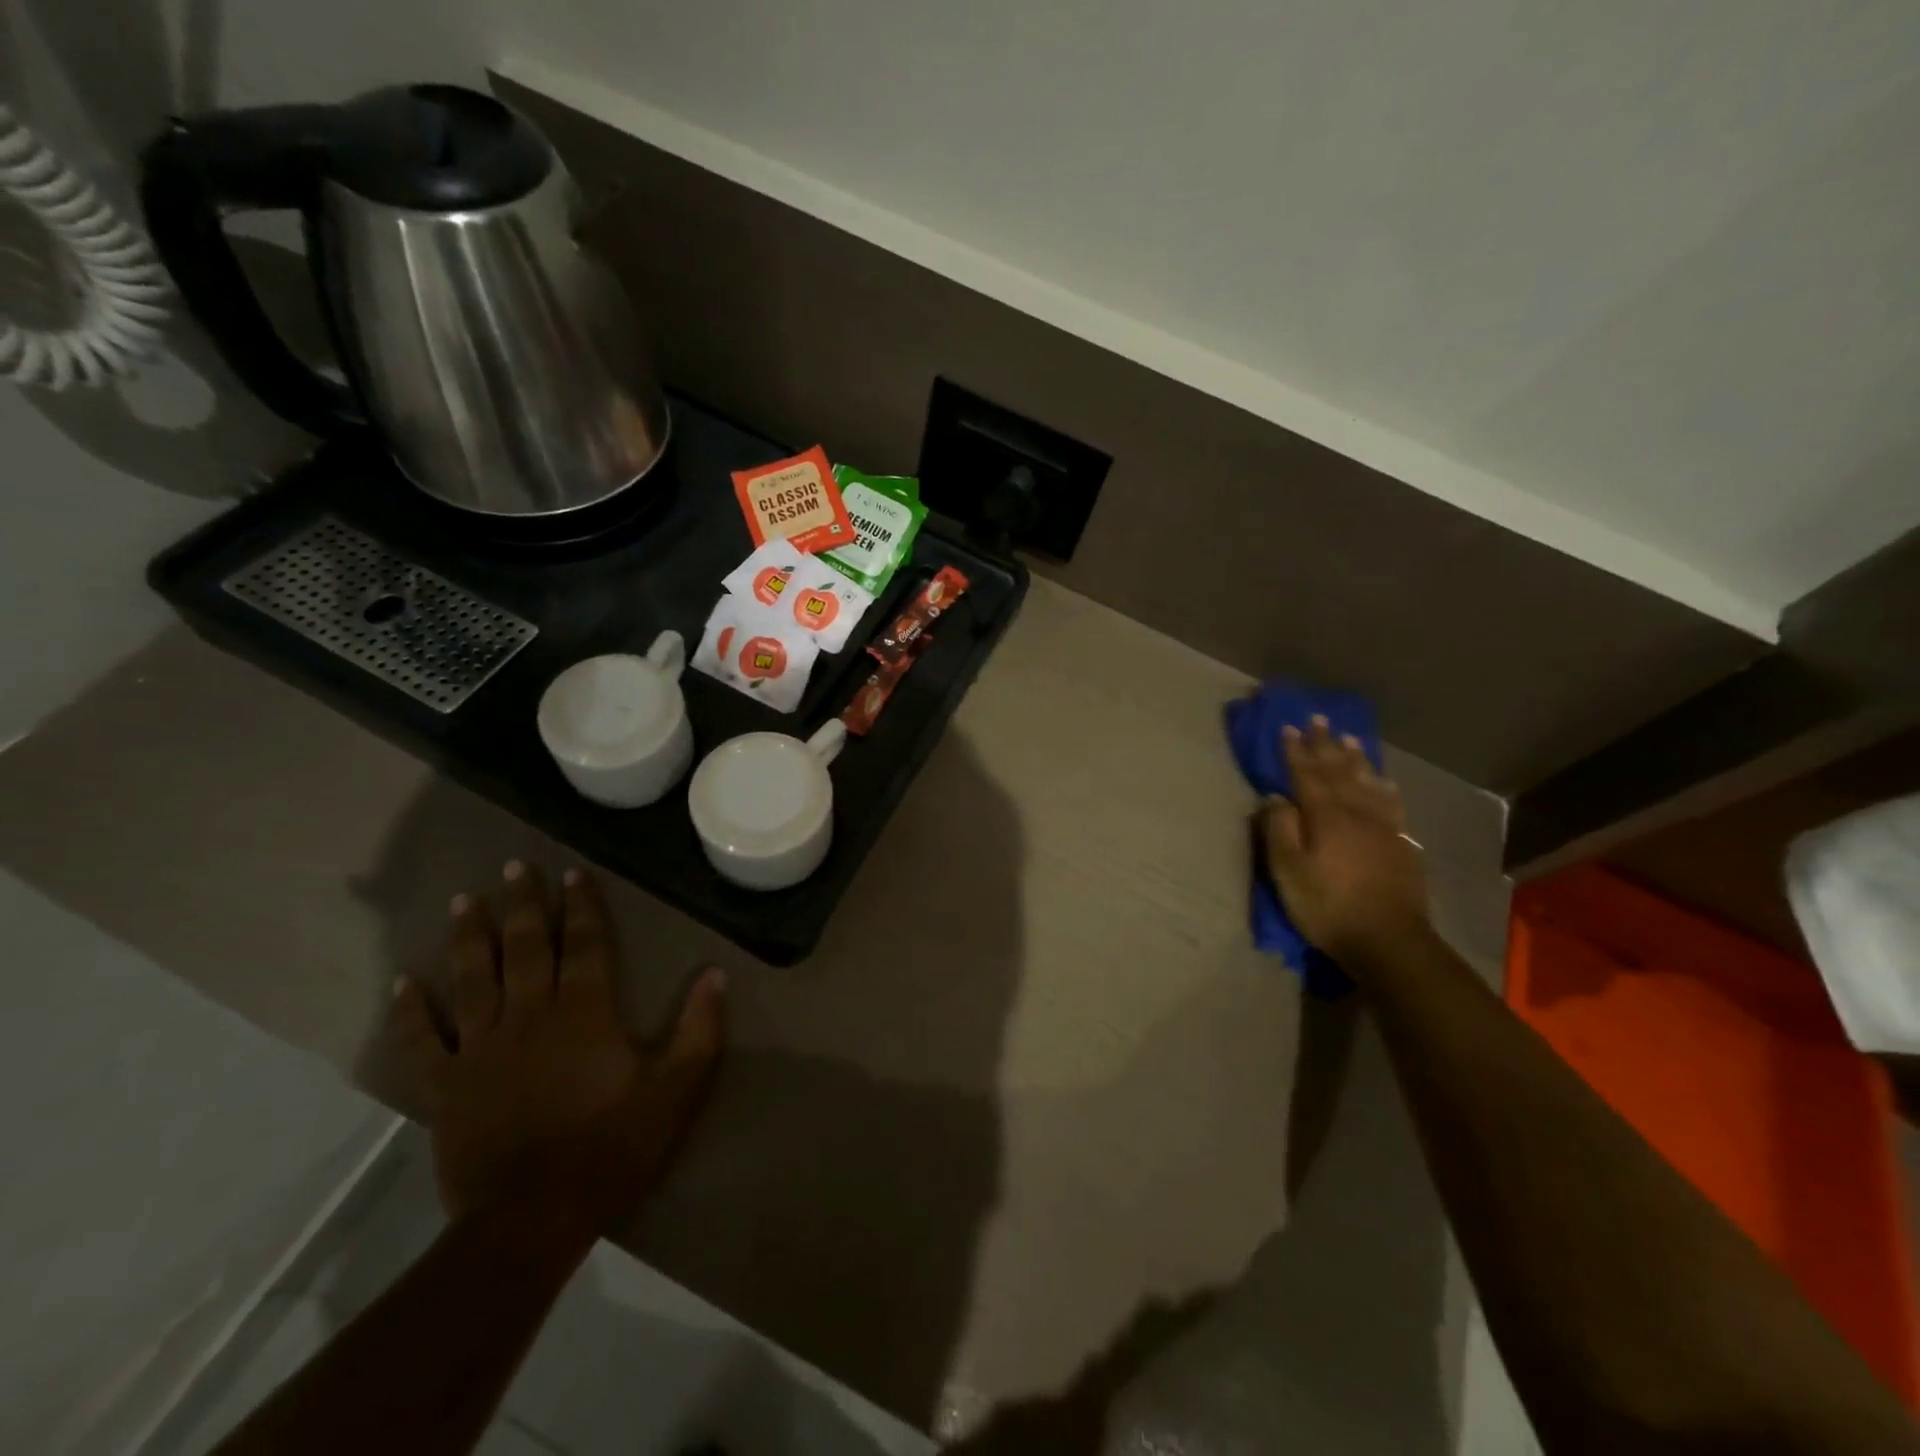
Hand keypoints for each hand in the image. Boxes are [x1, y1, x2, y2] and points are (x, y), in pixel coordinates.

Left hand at [393, 862, 725, 1233]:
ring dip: (467, 937)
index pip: (583, 945)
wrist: (531, 1220)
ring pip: (471, 980)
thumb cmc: (611, 1149)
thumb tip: (716, 974)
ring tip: (461, 901)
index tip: (573, 874)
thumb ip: (699, 1030)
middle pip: (523, 949)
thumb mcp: (676, 1090)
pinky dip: (410, 1011)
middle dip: (521, 905)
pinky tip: (403, 982)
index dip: (580, 907)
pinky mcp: (446, 1087)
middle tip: (513, 867)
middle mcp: (528, 1017)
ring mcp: (480, 1050)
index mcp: (583, 1013)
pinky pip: (422, 1042)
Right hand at [1260, 717, 1429, 963]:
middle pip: (1338, 771)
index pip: (1306, 775)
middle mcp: (1356, 813)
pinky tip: (1384, 781)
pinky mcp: (1401, 844)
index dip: (1295, 751)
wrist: (1389, 940)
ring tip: (1349, 738)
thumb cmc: (1328, 906)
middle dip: (1326, 745)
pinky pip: (1392, 804)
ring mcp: (1383, 828)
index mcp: (1325, 817)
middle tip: (1318, 719)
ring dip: (1356, 759)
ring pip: (1367, 783)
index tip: (1288, 727)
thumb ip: (1279, 830)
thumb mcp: (1288, 872)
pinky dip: (1384, 787)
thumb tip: (1274, 796)